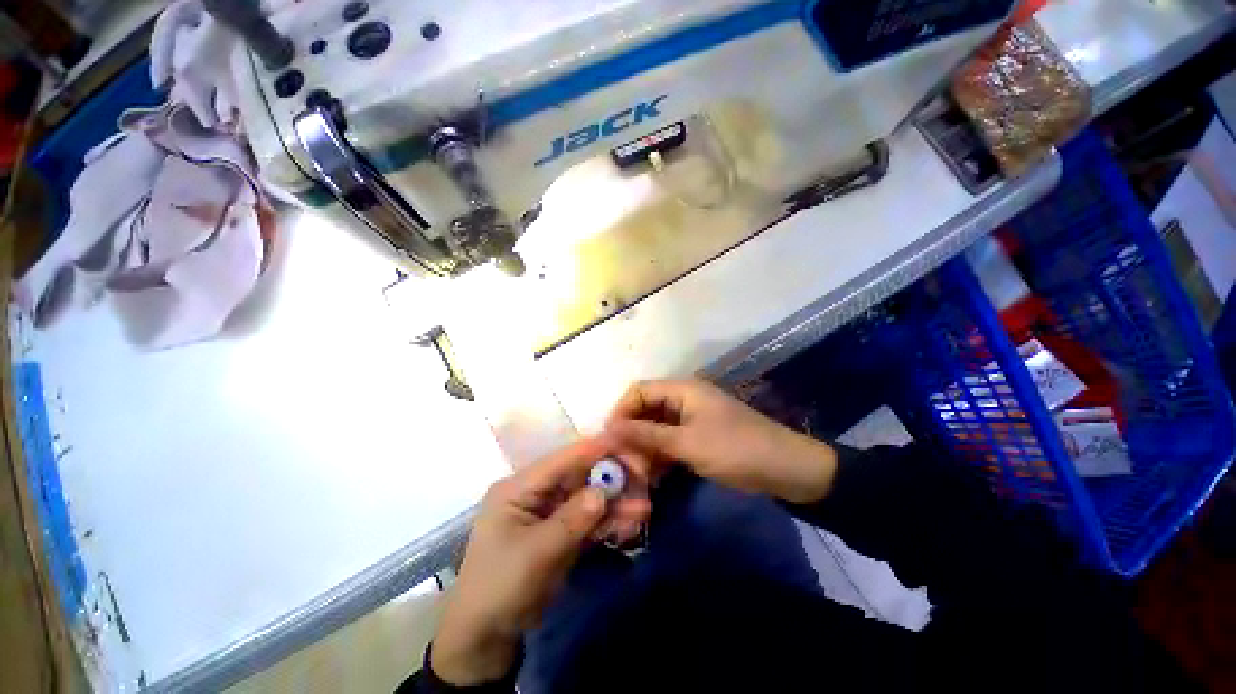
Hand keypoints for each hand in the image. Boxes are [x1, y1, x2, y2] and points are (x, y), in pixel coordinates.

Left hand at [431, 437, 651, 685]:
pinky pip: (587, 521)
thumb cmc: (500, 588)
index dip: (592, 451)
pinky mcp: (560, 533)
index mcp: (519, 488)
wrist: (486, 638)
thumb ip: (572, 520)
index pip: (561, 461)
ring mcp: (550, 514)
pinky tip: (630, 524)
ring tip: (643, 509)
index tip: (624, 444)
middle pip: (579, 477)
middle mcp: (536, 494)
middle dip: (610, 480)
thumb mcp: (535, 554)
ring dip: (614, 504)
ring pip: (587, 500)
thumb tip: (603, 491)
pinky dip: (608, 523)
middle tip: (642, 479)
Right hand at [606, 379, 837, 504]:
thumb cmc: (736, 449)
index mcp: (683, 390)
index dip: (621, 411)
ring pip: (657, 428)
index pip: (639, 391)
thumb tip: (608, 428)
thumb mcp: (688, 444)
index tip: (609, 439)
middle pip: (647, 409)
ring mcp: (692, 418)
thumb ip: (647, 435)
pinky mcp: (699, 436)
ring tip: (636, 472)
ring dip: (645, 447)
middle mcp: (684, 399)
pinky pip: (670, 441)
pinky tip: (653, 475)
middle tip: (622, 462)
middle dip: (632, 433)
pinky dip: (660, 455)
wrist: (787, 469)